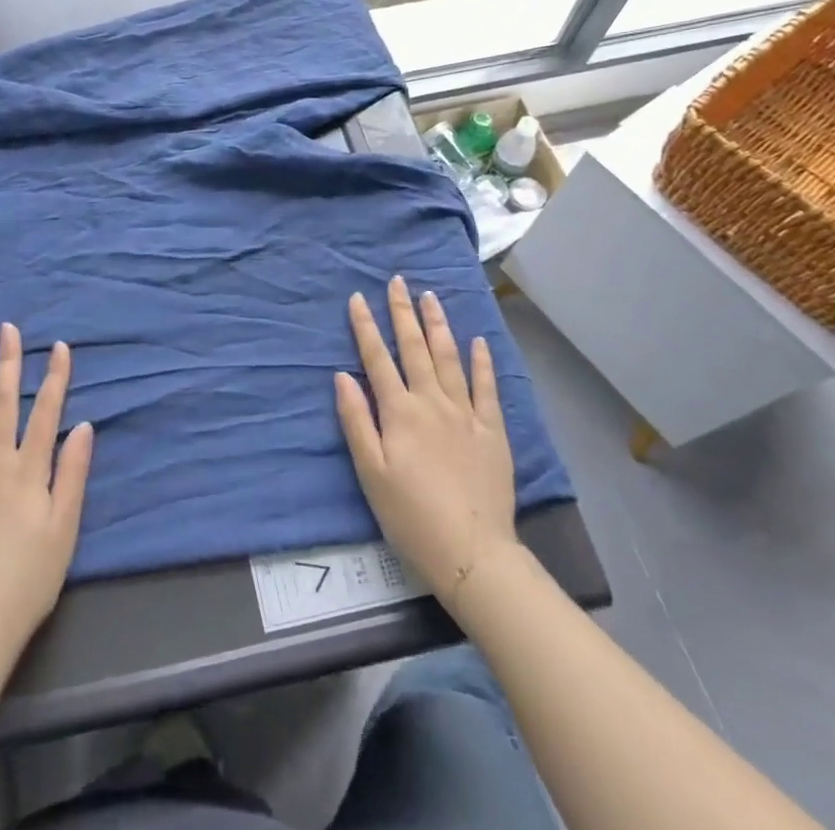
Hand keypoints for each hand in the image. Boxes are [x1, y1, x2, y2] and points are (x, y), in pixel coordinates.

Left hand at [0, 325, 93, 662]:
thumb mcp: (65, 529)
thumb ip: (73, 474)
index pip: (46, 412)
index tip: (59, 346)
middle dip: (8, 364)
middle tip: (7, 330)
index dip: (54, 377)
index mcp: (28, 470)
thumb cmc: (28, 579)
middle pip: (2, 404)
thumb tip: (84, 426)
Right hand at [335, 277, 517, 614]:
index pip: (377, 358)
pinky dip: (481, 361)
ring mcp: (465, 413)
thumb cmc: (411, 516)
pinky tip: (478, 341)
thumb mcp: (370, 473)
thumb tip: (342, 376)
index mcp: (399, 412)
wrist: (472, 552)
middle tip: (398, 281)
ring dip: (438, 325)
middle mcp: (432, 402)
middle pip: (414, 348)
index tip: (357, 297)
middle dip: (403, 312)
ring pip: (449, 357)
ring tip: (430, 297)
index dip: (365, 326)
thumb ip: (356, 421)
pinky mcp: (492, 430)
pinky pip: (486, 387)